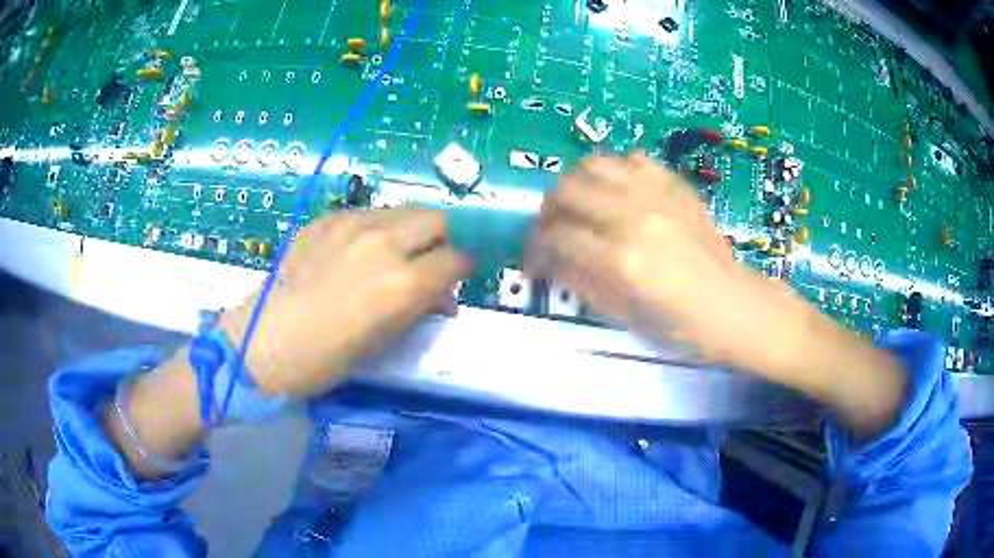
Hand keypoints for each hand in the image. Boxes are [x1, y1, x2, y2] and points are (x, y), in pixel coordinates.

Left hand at [220, 208, 468, 396]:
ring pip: (401, 210)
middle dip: (438, 241)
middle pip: (435, 219)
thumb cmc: (325, 359)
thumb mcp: (383, 341)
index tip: (451, 282)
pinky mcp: (326, 219)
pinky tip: (351, 253)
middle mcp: (384, 243)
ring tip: (386, 257)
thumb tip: (441, 296)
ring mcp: (351, 224)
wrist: (263, 342)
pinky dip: (372, 229)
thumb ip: (418, 308)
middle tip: (422, 264)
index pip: (457, 259)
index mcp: (403, 283)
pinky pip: (365, 214)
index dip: (460, 271)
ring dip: (406, 231)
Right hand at [527, 153, 811, 375]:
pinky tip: (616, 192)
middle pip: (568, 190)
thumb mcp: (628, 317)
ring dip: (575, 183)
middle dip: (548, 209)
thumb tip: (551, 261)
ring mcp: (658, 195)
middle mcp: (635, 217)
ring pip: (595, 164)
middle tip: (550, 228)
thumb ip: (583, 283)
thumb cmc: (685, 327)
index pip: (559, 236)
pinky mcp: (676, 186)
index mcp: (623, 260)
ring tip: (577, 204)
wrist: (737, 307)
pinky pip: (633, 160)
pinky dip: (614, 171)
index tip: (534, 257)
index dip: (536, 246)